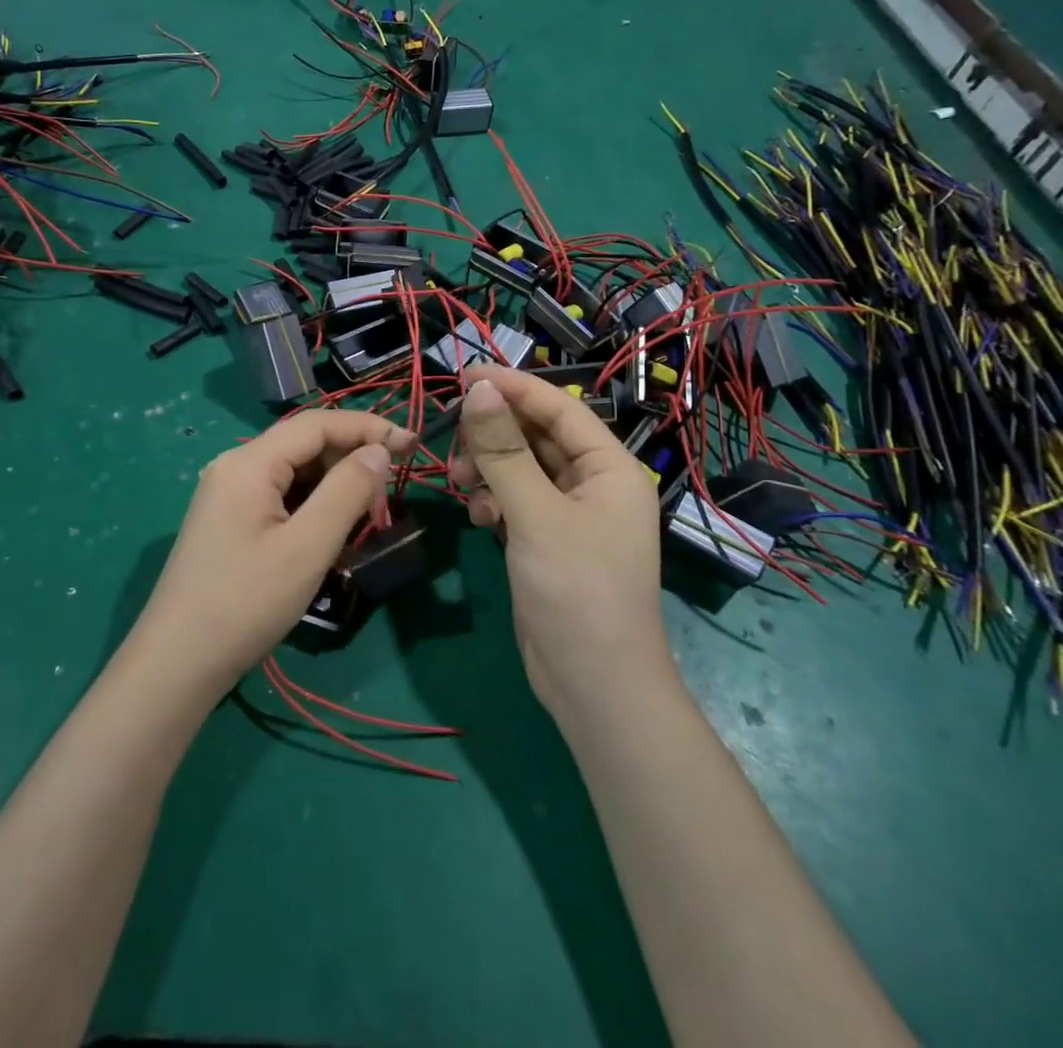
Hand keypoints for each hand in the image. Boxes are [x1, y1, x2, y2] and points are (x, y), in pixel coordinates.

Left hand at [131, 409, 416, 696]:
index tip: (412, 445)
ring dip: (333, 485)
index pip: (318, 424)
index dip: (368, 428)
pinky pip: (279, 495)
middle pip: (304, 445)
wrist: (177, 663)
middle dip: (351, 460)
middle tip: (389, 493)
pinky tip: (327, 533)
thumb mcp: (307, 547)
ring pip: (294, 472)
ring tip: (364, 517)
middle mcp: (235, 467)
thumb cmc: (246, 602)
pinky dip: (311, 505)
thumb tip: (378, 451)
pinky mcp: (228, 520)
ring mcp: (227, 494)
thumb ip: (347, 491)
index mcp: (249, 463)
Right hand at [452, 366, 672, 715]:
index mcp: (610, 468)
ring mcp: (571, 514)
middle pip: (537, 436)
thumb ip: (504, 451)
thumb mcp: (536, 515)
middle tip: (453, 441)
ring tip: (460, 483)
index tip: (464, 376)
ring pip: (522, 468)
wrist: (593, 687)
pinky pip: (517, 500)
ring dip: (489, 468)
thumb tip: (479, 389)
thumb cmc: (577, 591)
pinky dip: (494, 500)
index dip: (513, 388)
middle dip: (494, 435)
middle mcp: (594, 484)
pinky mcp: (549, 540)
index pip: (559, 409)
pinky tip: (478, 516)